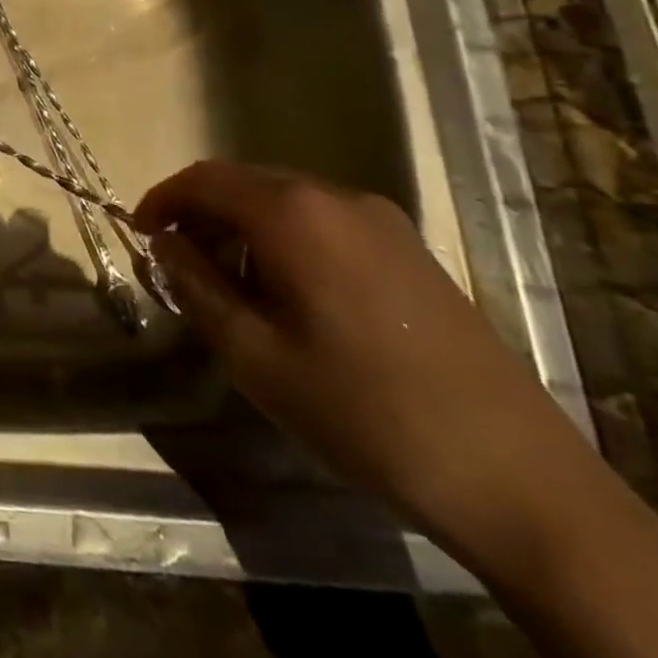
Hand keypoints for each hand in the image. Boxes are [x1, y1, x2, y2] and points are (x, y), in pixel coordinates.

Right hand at [136, 161, 596, 547]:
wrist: (517, 478)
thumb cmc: (364, 413)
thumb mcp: (254, 356)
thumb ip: (196, 285)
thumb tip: (165, 244)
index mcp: (293, 214)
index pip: (204, 179)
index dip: (162, 200)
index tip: (140, 235)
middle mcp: (336, 197)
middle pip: (244, 183)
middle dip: (200, 213)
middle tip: (177, 263)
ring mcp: (382, 221)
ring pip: (285, 201)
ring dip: (241, 227)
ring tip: (228, 284)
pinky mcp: (411, 250)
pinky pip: (324, 222)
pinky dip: (284, 239)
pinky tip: (289, 294)